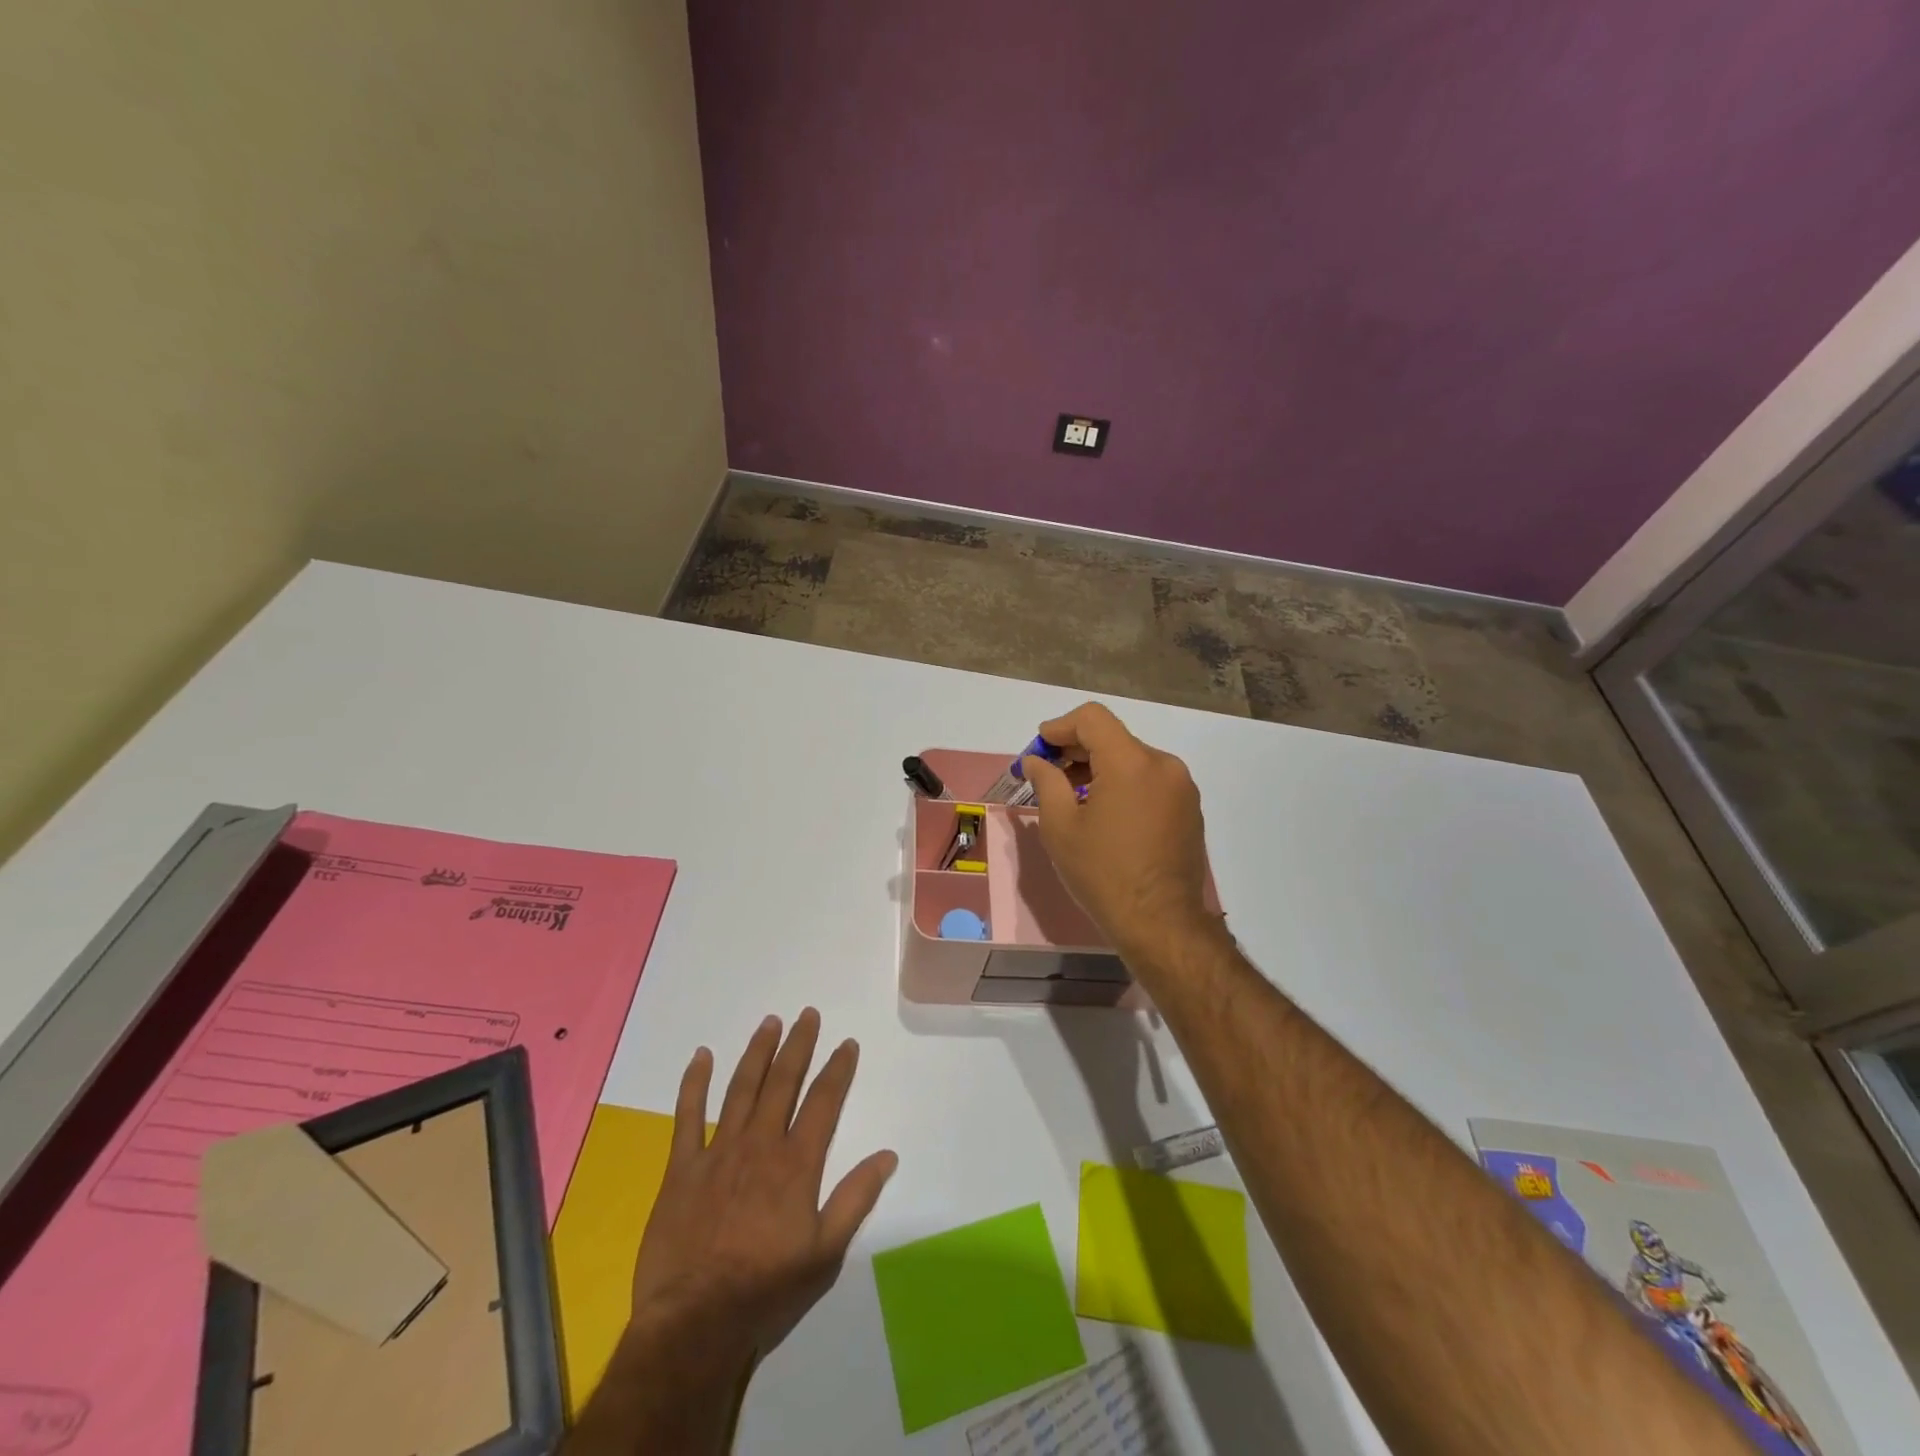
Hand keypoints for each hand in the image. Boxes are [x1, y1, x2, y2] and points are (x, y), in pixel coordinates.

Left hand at [625, 1009, 897, 1367]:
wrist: (695, 1323)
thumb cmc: (766, 1289)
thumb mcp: (825, 1253)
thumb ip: (856, 1199)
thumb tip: (888, 1156)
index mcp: (796, 1164)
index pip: (824, 1102)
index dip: (838, 1070)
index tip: (847, 1044)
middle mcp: (760, 1144)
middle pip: (783, 1082)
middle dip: (798, 1045)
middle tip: (807, 1014)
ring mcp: (718, 1152)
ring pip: (741, 1088)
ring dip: (757, 1052)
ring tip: (769, 1022)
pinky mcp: (682, 1168)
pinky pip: (687, 1116)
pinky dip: (694, 1084)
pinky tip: (701, 1056)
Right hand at [1021, 702, 1220, 967]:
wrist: (1161, 923)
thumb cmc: (1103, 874)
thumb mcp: (1060, 827)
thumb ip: (1046, 782)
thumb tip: (1035, 760)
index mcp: (1131, 762)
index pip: (1092, 719)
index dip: (1060, 727)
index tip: (1039, 748)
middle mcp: (1163, 765)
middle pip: (1113, 738)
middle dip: (1077, 749)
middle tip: (1048, 773)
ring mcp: (1181, 787)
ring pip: (1132, 760)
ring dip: (1100, 768)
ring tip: (1074, 797)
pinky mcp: (1189, 809)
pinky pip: (1150, 781)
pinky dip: (1124, 785)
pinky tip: (1106, 814)